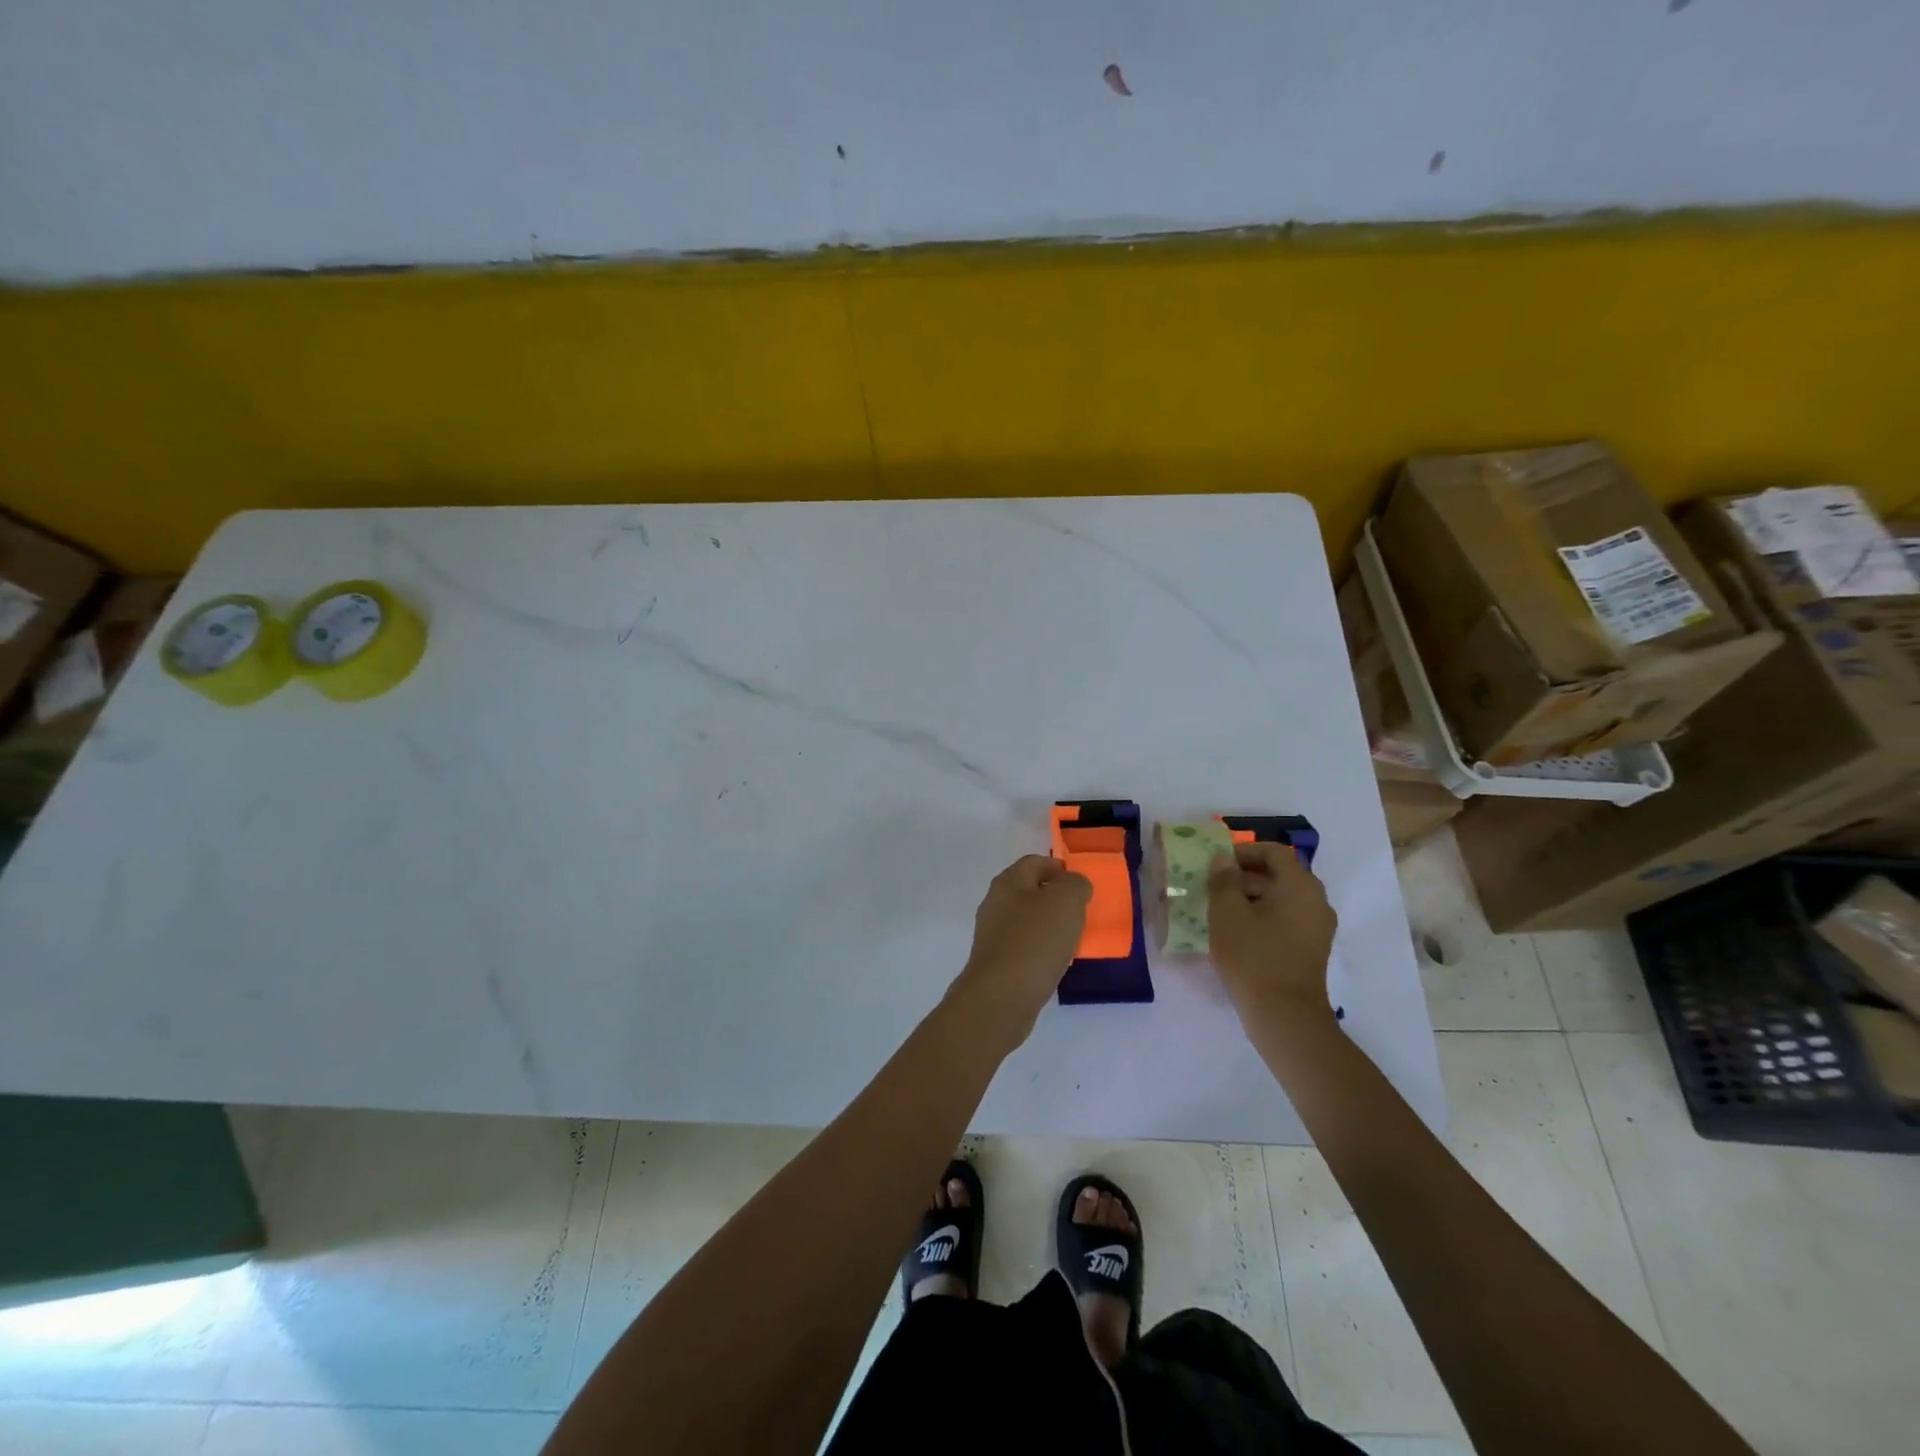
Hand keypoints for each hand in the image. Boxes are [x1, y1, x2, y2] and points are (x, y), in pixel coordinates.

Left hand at [947, 855, 1091, 1049]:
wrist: (1001, 997)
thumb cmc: (1035, 941)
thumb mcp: (1066, 902)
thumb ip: (1075, 885)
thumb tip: (1074, 885)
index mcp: (1008, 882)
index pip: (1034, 862)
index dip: (1058, 867)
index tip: (1081, 884)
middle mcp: (995, 904)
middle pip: (1029, 891)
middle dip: (1055, 898)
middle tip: (1081, 912)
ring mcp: (993, 935)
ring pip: (1026, 920)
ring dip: (1049, 925)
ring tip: (1073, 938)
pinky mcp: (996, 963)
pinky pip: (1023, 946)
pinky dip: (1041, 949)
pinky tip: (1056, 963)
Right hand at [1207, 841, 1338, 1027]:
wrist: (1285, 1016)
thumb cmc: (1253, 956)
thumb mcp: (1226, 913)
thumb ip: (1223, 881)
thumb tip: (1224, 861)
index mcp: (1299, 885)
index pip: (1274, 852)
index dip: (1244, 852)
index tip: (1218, 864)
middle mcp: (1316, 901)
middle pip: (1281, 874)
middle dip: (1247, 875)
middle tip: (1215, 886)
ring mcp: (1318, 927)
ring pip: (1284, 898)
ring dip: (1254, 896)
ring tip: (1223, 910)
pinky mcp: (1313, 949)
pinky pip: (1288, 919)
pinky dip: (1265, 916)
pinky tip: (1240, 932)